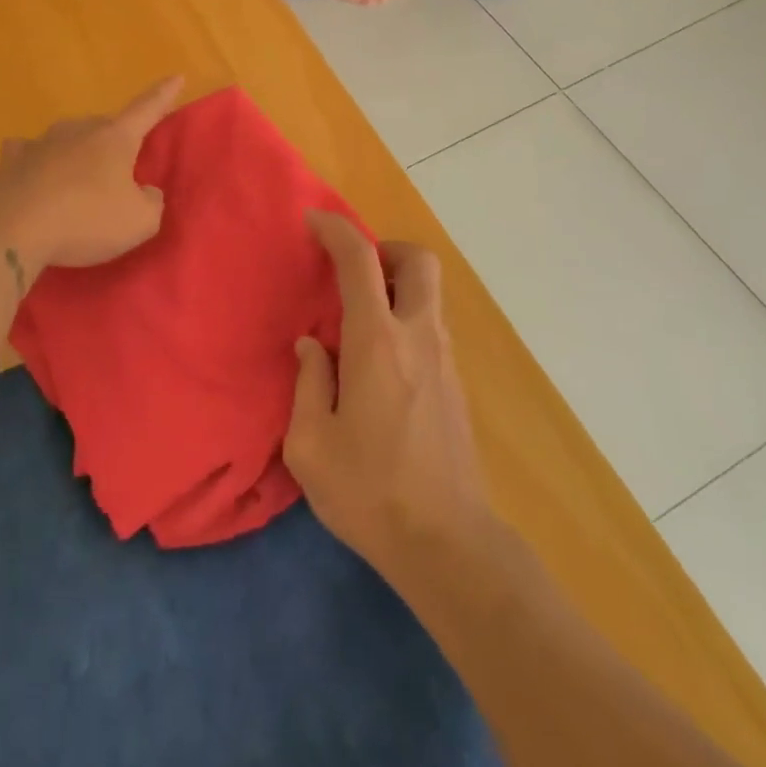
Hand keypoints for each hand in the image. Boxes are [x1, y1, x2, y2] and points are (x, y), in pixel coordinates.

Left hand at [0, 76, 181, 272]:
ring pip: (67, 138)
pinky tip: (32, 174)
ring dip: (76, 153)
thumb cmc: (86, 219)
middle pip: (104, 127)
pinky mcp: (11, 162)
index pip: (147, 110)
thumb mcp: (139, 222)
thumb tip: (146, 192)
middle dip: (114, 141)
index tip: (176, 76)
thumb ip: (151, 203)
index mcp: (115, 139)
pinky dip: (35, 162)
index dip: (164, 95)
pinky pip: (28, 154)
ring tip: (77, 177)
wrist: (13, 229)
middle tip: (118, 167)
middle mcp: (79, 131)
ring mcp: (42, 143)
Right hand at [284, 212, 490, 576]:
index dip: (337, 230)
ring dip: (398, 285)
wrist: (447, 544)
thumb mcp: (311, 445)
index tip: (313, 221)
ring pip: (431, 293)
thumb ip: (309, 383)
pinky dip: (408, 317)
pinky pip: (432, 326)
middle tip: (355, 273)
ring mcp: (445, 359)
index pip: (360, 261)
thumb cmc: (370, 492)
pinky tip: (382, 362)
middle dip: (387, 250)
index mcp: (377, 343)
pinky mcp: (456, 384)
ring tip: (362, 320)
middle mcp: (418, 337)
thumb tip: (313, 346)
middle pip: (420, 261)